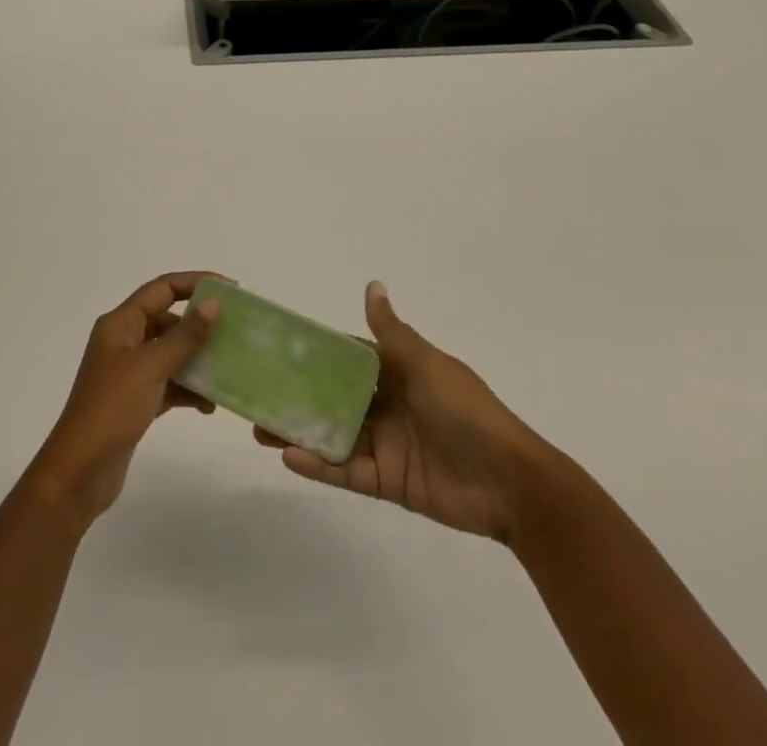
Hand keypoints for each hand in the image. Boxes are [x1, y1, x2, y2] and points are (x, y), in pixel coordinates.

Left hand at [26, 272, 221, 529]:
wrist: (80, 472)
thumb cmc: (112, 408)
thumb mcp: (151, 367)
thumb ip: (184, 336)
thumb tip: (213, 304)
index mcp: (121, 324)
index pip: (162, 288)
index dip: (195, 283)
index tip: (229, 289)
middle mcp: (124, 341)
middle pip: (168, 319)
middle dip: (200, 325)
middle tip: (234, 331)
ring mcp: (129, 372)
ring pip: (171, 353)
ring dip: (197, 359)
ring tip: (228, 368)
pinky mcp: (136, 400)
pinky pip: (169, 382)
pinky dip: (189, 389)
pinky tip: (210, 404)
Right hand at [257, 280, 555, 545]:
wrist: (510, 482)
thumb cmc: (465, 409)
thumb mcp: (425, 363)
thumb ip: (391, 332)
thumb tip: (372, 285)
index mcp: (395, 372)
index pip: (346, 359)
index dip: (313, 355)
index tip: (277, 351)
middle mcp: (385, 405)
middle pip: (331, 399)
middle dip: (297, 397)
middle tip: (256, 396)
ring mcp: (384, 445)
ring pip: (332, 436)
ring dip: (299, 432)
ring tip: (259, 430)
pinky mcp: (386, 481)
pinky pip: (346, 472)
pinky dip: (319, 466)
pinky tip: (290, 458)